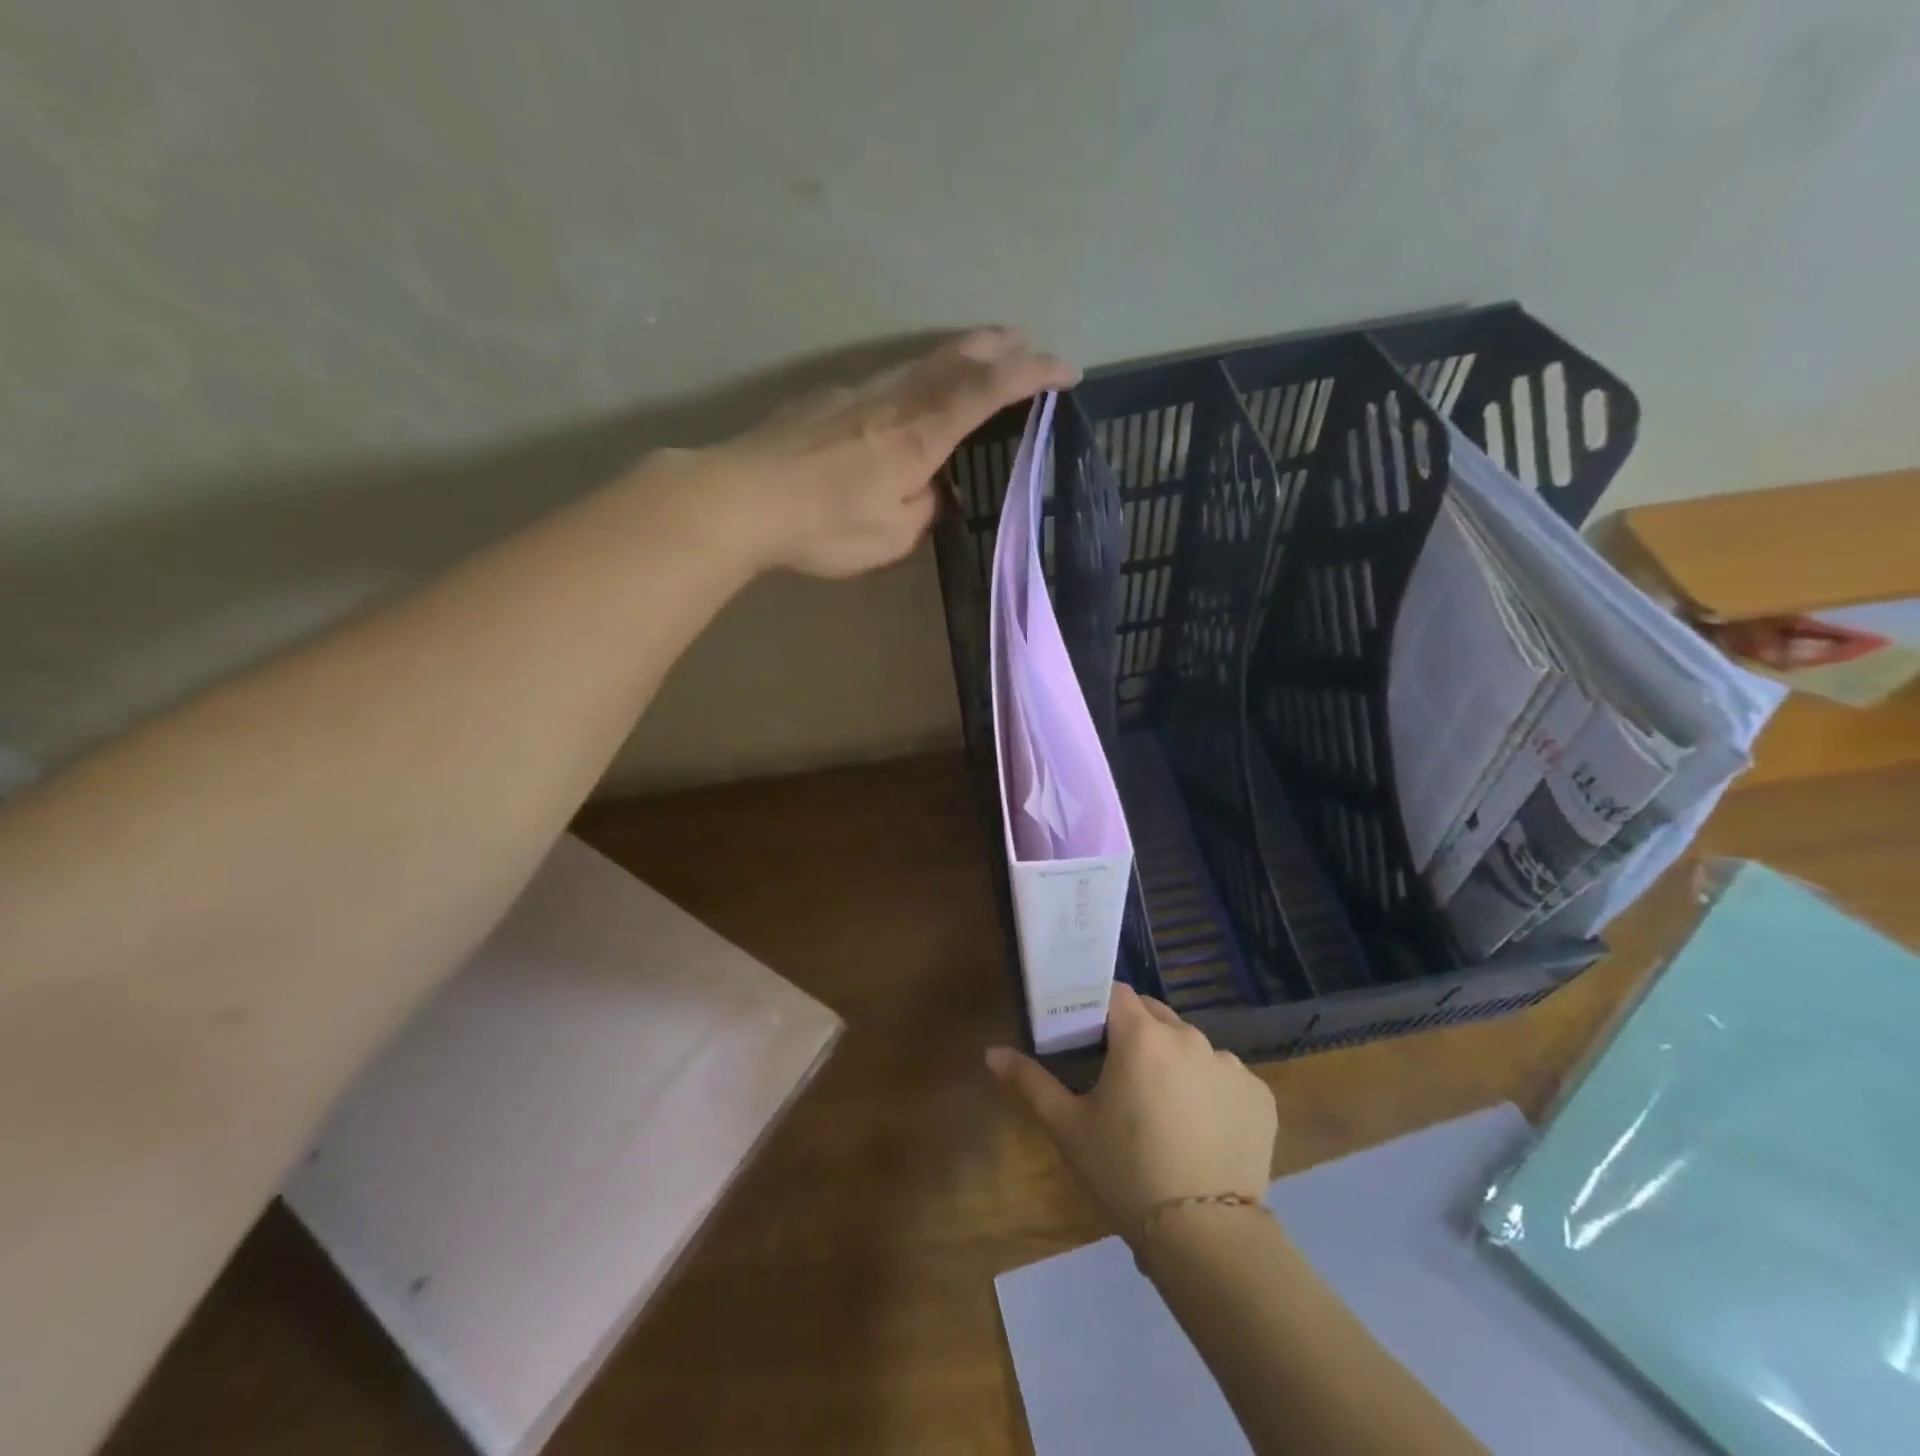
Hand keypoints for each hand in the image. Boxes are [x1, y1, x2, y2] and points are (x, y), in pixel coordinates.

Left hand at [696, 327, 1078, 578]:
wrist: (739, 498)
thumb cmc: (821, 525)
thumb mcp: (888, 537)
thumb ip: (922, 509)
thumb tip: (929, 489)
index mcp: (917, 435)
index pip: (985, 391)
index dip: (1031, 375)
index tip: (1066, 369)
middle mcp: (893, 401)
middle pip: (956, 358)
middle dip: (1002, 348)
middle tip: (1031, 345)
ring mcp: (857, 393)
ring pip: (922, 362)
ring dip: (963, 355)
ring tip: (985, 358)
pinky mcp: (828, 400)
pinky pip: (891, 379)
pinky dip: (922, 377)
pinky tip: (915, 397)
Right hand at [988, 983, 1277, 1238]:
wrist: (1206, 1236)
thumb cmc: (1125, 1172)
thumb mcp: (1068, 1128)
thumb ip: (1029, 1082)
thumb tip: (991, 1052)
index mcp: (1141, 1035)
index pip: (1115, 994)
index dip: (1099, 1008)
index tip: (1089, 1035)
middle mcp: (1189, 1036)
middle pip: (1155, 1015)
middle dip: (1136, 1033)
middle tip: (1120, 1076)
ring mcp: (1231, 1064)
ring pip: (1192, 1047)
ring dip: (1175, 1062)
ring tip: (1163, 1109)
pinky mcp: (1260, 1095)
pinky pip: (1227, 1078)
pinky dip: (1211, 1091)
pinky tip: (1202, 1130)